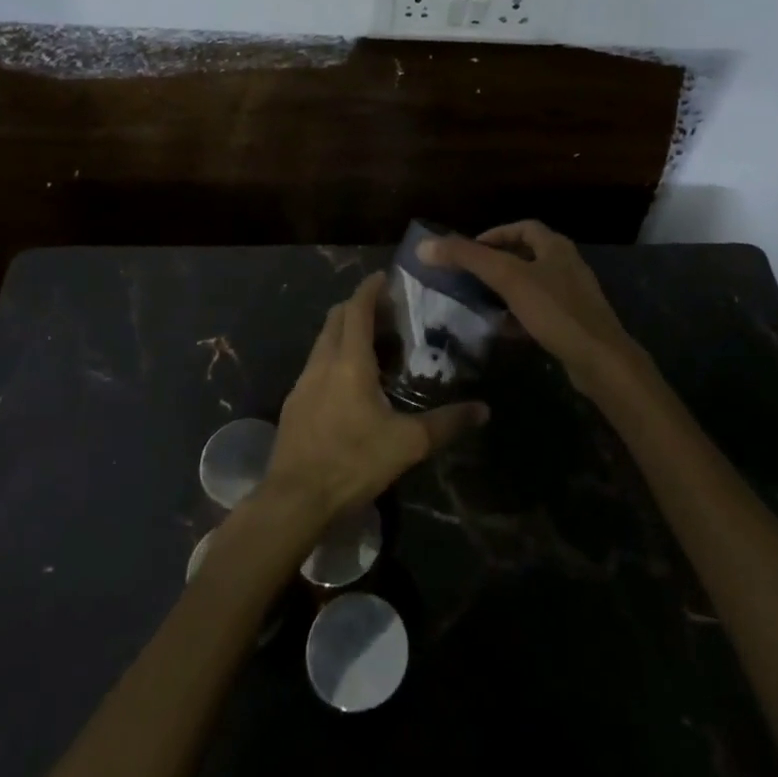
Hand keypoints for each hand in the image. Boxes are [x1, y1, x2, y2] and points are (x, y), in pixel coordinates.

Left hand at [263, 272, 487, 520]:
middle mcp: (322, 363)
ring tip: (372, 345)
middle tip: (385, 311)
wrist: (294, 499)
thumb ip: (446, 424)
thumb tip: (484, 409)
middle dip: (357, 306)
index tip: (384, 277)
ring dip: (344, 333)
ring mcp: (302, 383)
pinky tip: (349, 384)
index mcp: (349, 362)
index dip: (369, 289)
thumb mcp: (407, 444)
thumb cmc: (352, 462)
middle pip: (336, 318)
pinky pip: (315, 366)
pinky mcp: (293, 404)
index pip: (356, 309)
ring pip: (323, 342)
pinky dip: (333, 358)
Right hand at [419, 220, 648, 400]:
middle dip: (496, 264)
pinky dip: (518, 315)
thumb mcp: (508, 279)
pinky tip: (502, 329)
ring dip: (505, 291)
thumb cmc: (555, 310)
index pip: (522, 228)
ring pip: (531, 285)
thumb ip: (467, 258)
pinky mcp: (572, 323)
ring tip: (478, 301)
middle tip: (468, 276)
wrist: (601, 360)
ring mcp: (572, 296)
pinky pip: (539, 311)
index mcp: (555, 247)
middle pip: (526, 255)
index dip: (494, 234)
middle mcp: (566, 265)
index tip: (469, 250)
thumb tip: (423, 245)